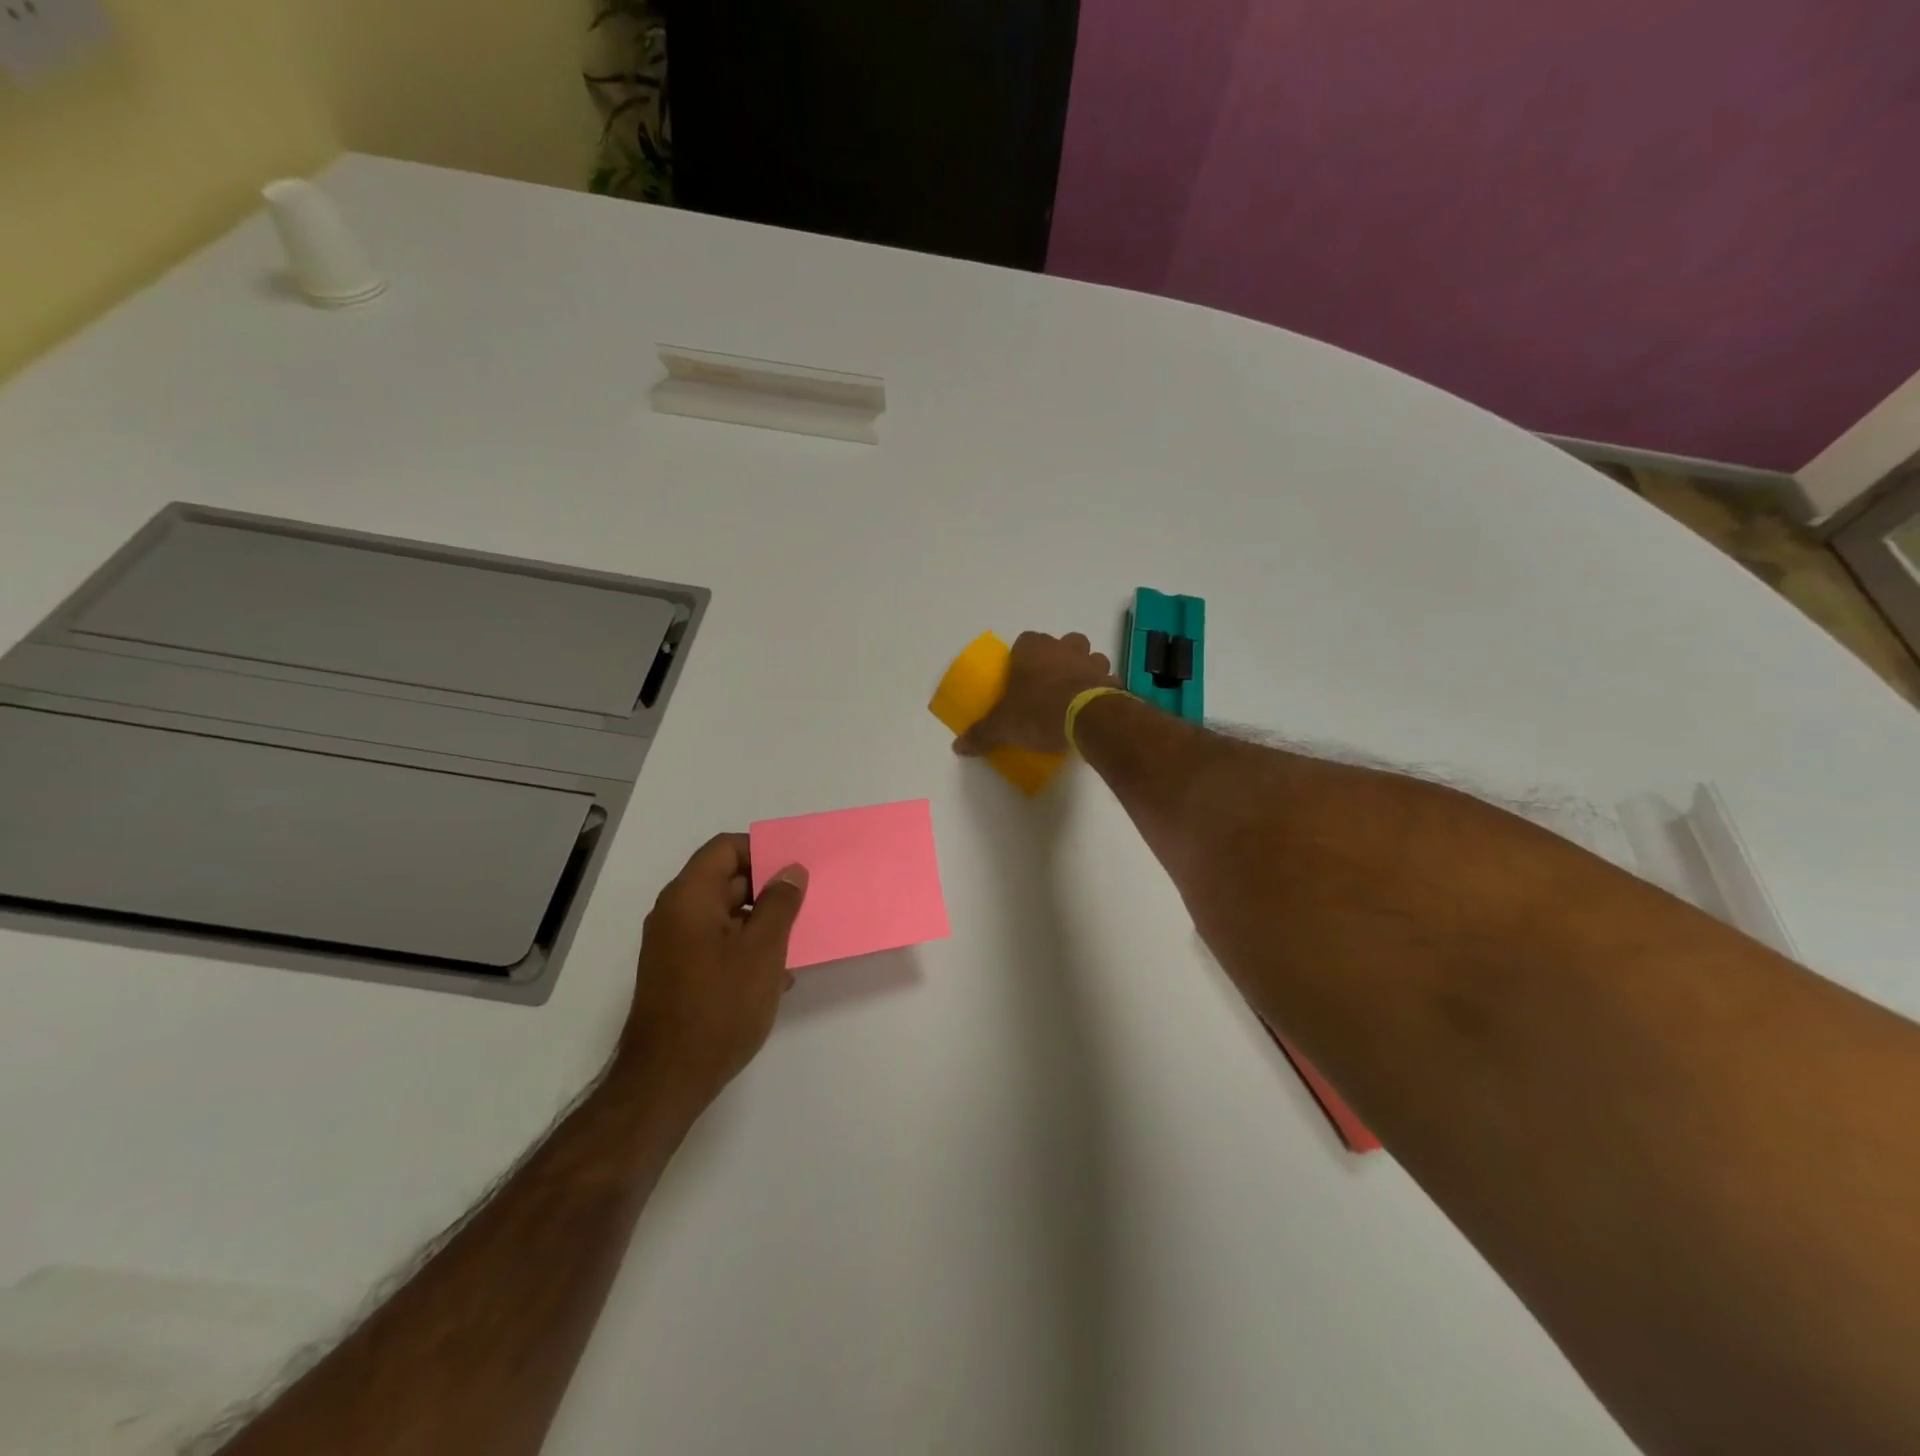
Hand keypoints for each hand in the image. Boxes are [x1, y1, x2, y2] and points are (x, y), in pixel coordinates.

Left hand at [619, 833, 808, 1115]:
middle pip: (725, 880)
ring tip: (797, 941)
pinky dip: (744, 948)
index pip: (725, 849)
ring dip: (760, 922)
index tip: (795, 869)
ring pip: (724, 915)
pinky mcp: (678, 974)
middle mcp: (674, 913)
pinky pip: (716, 943)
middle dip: (766, 889)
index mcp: (689, 897)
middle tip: (805, 903)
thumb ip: (779, 904)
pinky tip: (775, 975)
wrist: (667, 1079)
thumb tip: (790, 870)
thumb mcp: (762, 950)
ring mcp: (673, 946)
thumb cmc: (719, 1006)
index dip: (762, 851)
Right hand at [955, 631, 1119, 756]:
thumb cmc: (1038, 711)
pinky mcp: (1112, 682)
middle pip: (1065, 642)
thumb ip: (981, 733)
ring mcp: (1092, 663)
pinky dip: (1104, 690)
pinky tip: (1095, 708)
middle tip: (1050, 681)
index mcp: (1033, 650)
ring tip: (1076, 693)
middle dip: (1061, 656)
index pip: (1025, 640)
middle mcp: (1064, 649)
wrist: (1087, 719)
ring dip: (1086, 670)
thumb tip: (957, 746)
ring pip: (1092, 657)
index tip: (1020, 674)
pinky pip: (1108, 681)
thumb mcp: (1002, 726)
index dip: (1023, 655)